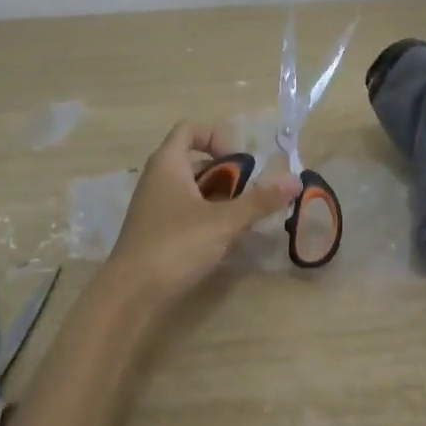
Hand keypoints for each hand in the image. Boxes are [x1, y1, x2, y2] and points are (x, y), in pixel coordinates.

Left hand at [105, 123, 297, 308]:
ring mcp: (153, 207)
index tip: (239, 161)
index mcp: (168, 164)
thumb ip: (260, 200)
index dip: (217, 137)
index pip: (190, 130)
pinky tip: (223, 239)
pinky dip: (206, 217)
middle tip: (248, 193)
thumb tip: (294, 181)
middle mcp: (157, 179)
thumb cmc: (176, 245)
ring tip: (241, 217)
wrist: (130, 295)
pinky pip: (184, 212)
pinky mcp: (154, 232)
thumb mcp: (224, 221)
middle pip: (194, 160)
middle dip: (225, 173)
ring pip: (191, 189)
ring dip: (218, 197)